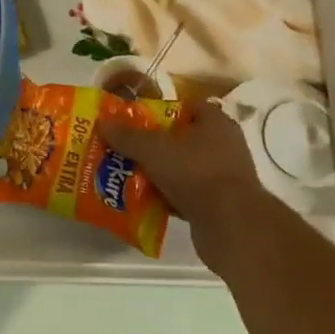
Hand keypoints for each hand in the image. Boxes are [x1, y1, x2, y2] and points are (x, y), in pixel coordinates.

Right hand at [99, 101, 288, 271]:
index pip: (187, 107)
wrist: (231, 226)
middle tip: (126, 148)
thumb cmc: (196, 173)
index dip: (161, 110)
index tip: (136, 120)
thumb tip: (103, 123)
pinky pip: (187, 193)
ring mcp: (223, 176)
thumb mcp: (154, 149)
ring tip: (129, 174)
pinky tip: (145, 201)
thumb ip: (128, 136)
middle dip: (154, 144)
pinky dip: (168, 196)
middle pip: (182, 138)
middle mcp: (224, 146)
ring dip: (159, 172)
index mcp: (216, 123)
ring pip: (183, 168)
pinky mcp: (219, 204)